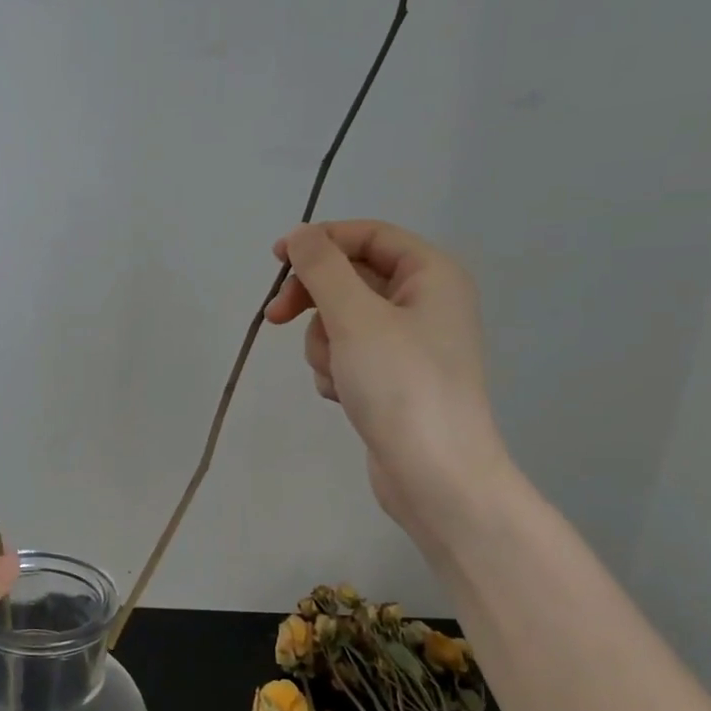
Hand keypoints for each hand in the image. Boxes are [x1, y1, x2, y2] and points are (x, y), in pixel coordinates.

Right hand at [265, 220, 510, 538]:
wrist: (435, 475)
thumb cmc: (401, 385)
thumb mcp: (355, 317)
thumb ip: (322, 268)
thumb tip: (301, 235)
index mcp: (431, 275)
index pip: (368, 235)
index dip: (320, 241)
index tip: (276, 260)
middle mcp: (425, 303)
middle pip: (351, 279)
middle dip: (314, 301)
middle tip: (276, 319)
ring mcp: (409, 344)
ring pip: (342, 321)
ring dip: (325, 344)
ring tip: (337, 375)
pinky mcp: (393, 379)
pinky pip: (349, 355)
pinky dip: (336, 370)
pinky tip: (344, 396)